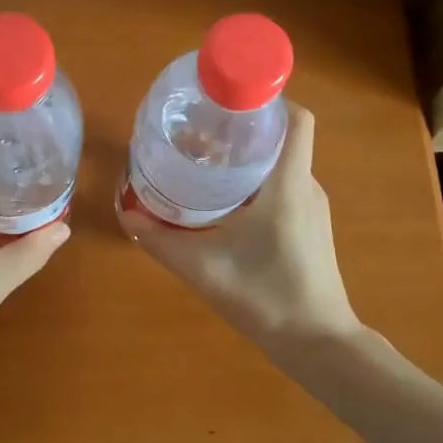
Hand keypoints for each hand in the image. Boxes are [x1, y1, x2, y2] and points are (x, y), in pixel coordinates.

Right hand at [118, 102, 358, 347]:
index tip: (228, 100)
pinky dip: (259, 181)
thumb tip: (125, 212)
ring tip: (207, 159)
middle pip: (282, 137)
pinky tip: (227, 199)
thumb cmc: (265, 296)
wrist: (317, 344)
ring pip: (283, 163)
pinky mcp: (312, 227)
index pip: (296, 118)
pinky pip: (286, 186)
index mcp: (288, 182)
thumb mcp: (201, 267)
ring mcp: (313, 208)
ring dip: (251, 156)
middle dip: (245, 127)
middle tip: (201, 130)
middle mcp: (307, 186)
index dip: (268, 98)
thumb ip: (159, 240)